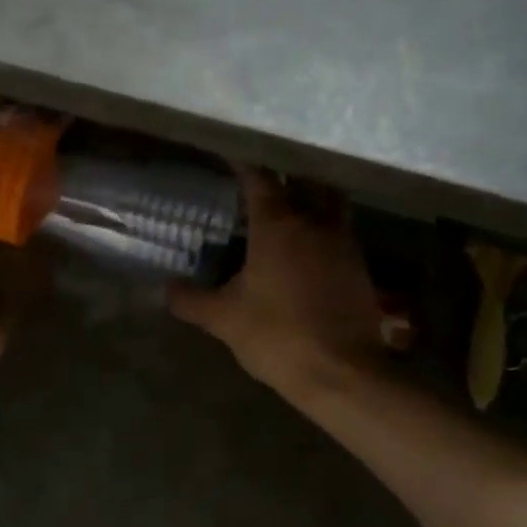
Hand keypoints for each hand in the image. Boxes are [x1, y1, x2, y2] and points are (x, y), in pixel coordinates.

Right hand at [170, 169, 383, 395]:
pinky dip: (325, 228)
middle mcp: (315, 224)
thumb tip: (166, 289)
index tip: (231, 152)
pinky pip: (342, 232)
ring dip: (313, 197)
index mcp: (278, 226)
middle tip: (266, 174)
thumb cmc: (276, 336)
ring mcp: (343, 244)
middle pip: (306, 181)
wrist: (341, 374)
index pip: (260, 179)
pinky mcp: (360, 268)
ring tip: (291, 204)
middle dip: (288, 172)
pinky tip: (309, 246)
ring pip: (331, 203)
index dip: (244, 162)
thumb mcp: (223, 319)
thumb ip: (191, 300)